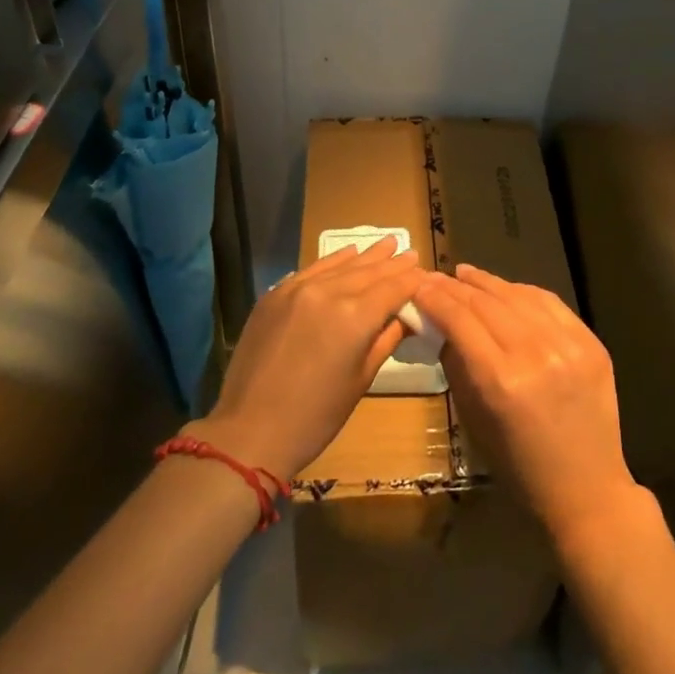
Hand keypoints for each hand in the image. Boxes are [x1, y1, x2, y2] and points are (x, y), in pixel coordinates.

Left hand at [187, 240, 420, 482]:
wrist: (249, 430)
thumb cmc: (316, 416)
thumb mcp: (361, 379)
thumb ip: (386, 339)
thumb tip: (406, 316)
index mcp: (355, 317)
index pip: (393, 288)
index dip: (411, 280)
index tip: (425, 272)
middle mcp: (329, 292)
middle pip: (369, 272)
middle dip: (392, 263)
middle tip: (410, 251)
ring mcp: (298, 289)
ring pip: (341, 265)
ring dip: (366, 255)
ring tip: (386, 242)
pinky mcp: (275, 294)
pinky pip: (312, 269)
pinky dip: (334, 261)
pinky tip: (347, 254)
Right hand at [415, 264, 648, 550]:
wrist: (587, 491)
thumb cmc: (519, 467)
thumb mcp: (474, 420)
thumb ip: (457, 365)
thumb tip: (440, 324)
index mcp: (500, 381)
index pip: (459, 320)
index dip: (435, 298)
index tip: (418, 285)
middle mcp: (534, 354)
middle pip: (486, 303)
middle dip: (455, 287)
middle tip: (436, 276)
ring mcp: (568, 345)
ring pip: (518, 295)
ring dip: (487, 282)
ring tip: (465, 274)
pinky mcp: (591, 343)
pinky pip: (550, 303)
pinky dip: (522, 292)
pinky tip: (505, 288)